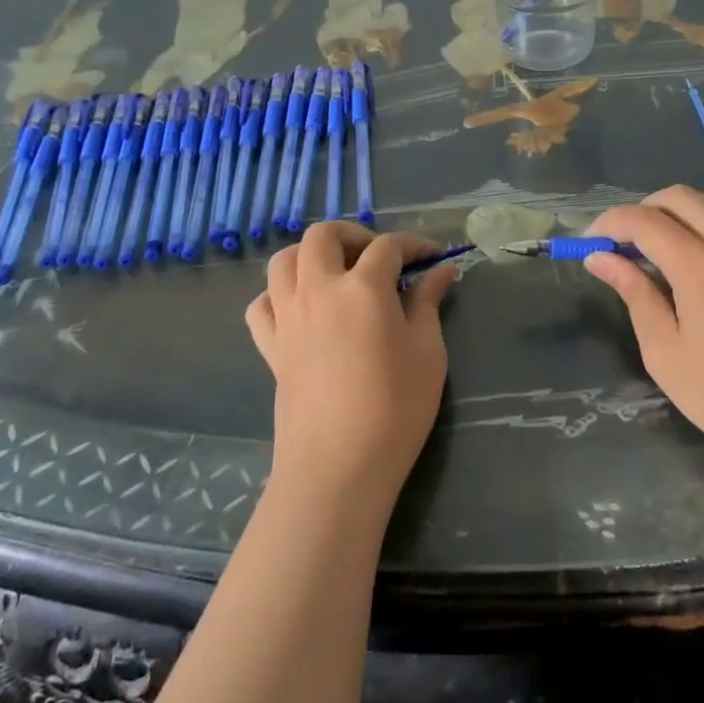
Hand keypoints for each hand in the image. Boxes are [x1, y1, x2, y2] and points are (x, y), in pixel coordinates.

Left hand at [246, 222, 455, 509]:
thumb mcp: (427, 352)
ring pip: (284, 261)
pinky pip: (262, 304)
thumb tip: (441, 270)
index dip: (414, 244)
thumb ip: (428, 303)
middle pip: (323, 236)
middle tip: (378, 257)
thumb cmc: (395, 409)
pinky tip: (302, 309)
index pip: (388, 246)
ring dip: (311, 256)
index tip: (433, 256)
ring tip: (337, 275)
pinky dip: (279, 295)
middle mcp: (319, 290)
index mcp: (363, 288)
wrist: (338, 467)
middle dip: (353, 234)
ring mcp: (288, 317)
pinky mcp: (270, 347)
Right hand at [584, 187, 703, 480]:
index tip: (590, 242)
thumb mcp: (662, 349)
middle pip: (680, 198)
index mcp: (698, 267)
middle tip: (625, 242)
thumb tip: (599, 257)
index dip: (609, 223)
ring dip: (688, 209)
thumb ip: (633, 292)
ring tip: (670, 239)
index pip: (643, 221)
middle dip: (643, 210)